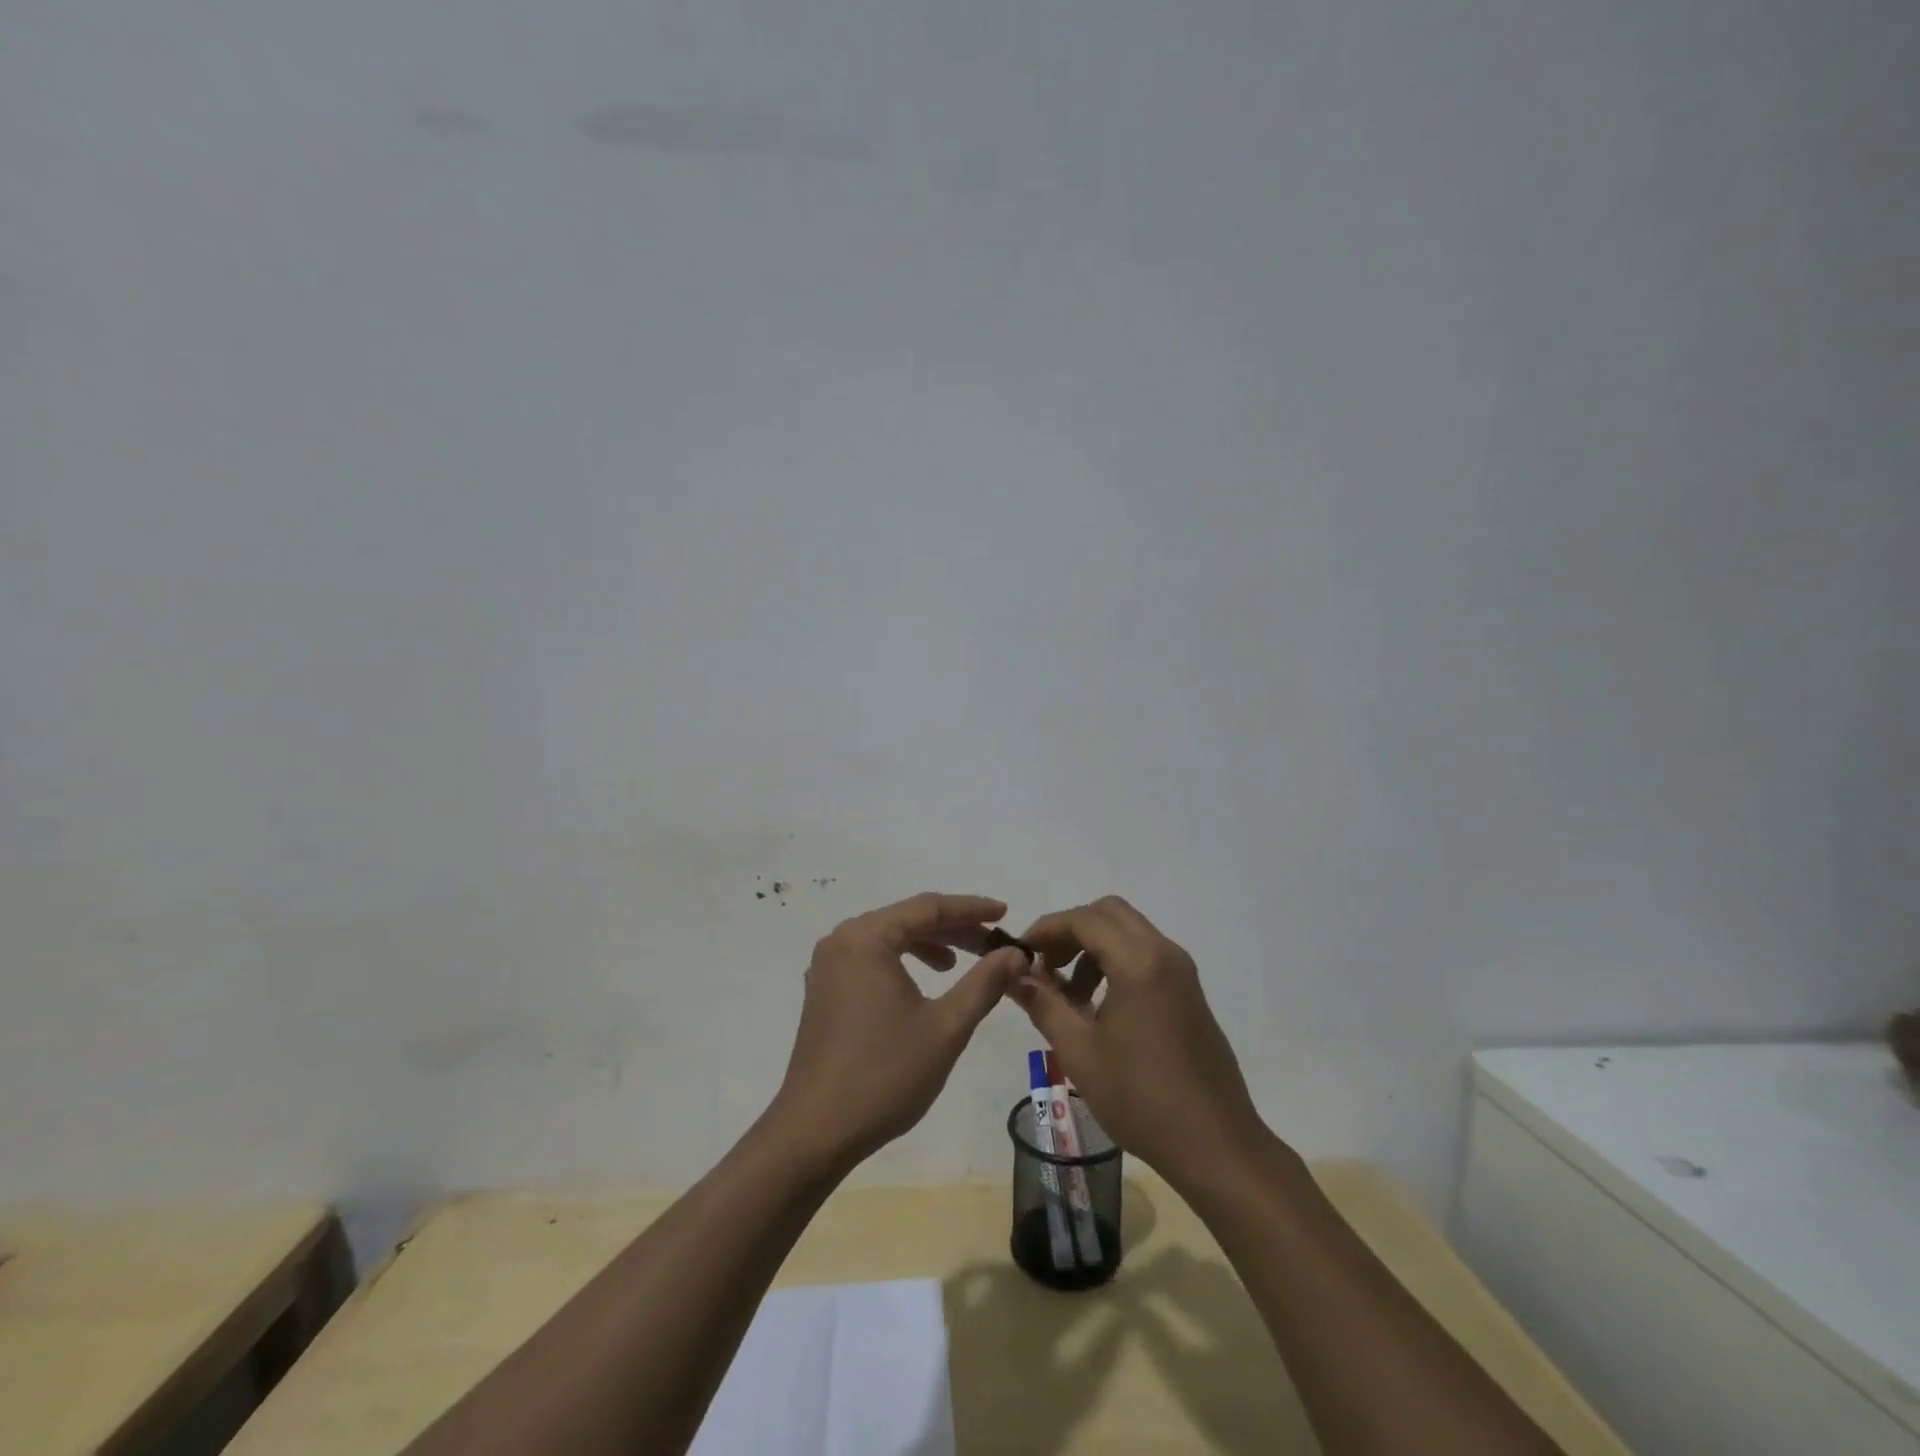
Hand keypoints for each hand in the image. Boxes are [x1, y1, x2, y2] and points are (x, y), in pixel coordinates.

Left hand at [769, 892, 1027, 1175]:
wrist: (816, 1132)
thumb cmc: (884, 1075)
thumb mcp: (946, 1027)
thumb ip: (984, 983)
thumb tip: (1016, 954)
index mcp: (866, 938)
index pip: (928, 907)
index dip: (971, 909)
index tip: (1005, 914)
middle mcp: (841, 941)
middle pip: (906, 919)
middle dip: (952, 929)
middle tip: (992, 944)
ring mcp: (827, 966)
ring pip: (888, 938)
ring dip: (928, 945)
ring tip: (960, 964)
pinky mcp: (824, 991)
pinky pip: (870, 959)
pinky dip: (902, 962)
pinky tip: (922, 984)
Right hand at [1011, 896, 1268, 1191]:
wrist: (1215, 1145)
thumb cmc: (1141, 1098)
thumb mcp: (1079, 1052)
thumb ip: (1043, 1004)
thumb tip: (1013, 975)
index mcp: (1139, 963)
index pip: (1084, 919)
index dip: (1047, 929)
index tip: (1021, 954)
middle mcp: (1165, 954)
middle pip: (1109, 913)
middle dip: (1071, 931)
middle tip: (1046, 967)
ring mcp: (1182, 972)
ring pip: (1129, 932)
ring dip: (1093, 947)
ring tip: (1069, 995)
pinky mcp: (1189, 992)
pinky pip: (1146, 955)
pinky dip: (1116, 962)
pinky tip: (1099, 1007)